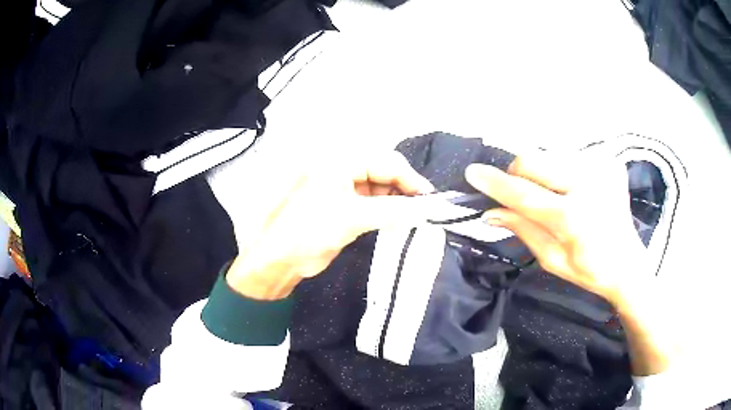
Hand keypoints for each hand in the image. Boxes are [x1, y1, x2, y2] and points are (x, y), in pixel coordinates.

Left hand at [223, 151, 433, 299]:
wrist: (278, 260)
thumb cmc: (308, 232)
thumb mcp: (351, 218)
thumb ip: (392, 210)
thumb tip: (427, 208)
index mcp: (339, 161)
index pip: (386, 162)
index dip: (411, 179)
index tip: (432, 200)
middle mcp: (342, 168)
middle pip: (384, 172)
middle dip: (405, 189)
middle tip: (425, 210)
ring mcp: (342, 188)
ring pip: (380, 188)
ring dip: (397, 201)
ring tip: (414, 218)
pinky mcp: (343, 206)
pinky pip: (372, 203)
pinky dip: (386, 211)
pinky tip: (398, 221)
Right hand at [465, 150, 647, 307]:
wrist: (628, 263)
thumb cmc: (590, 270)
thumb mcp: (552, 260)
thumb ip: (522, 230)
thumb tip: (491, 211)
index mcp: (574, 218)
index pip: (524, 194)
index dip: (496, 184)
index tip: (472, 172)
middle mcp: (588, 184)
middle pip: (533, 159)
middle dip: (518, 174)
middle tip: (523, 195)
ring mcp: (600, 167)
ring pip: (549, 155)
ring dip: (541, 174)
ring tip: (556, 197)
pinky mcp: (607, 160)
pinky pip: (569, 156)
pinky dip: (561, 172)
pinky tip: (575, 192)